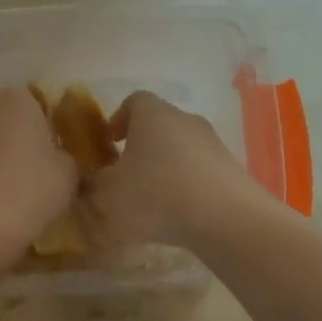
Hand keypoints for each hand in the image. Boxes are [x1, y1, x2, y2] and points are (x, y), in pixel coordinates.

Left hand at [0, 87, 75, 252]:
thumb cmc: (27, 193)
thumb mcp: (68, 176)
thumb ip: (66, 159)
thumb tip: (59, 160)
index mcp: (17, 98)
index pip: (39, 107)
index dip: (46, 134)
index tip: (52, 161)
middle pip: (3, 120)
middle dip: (14, 141)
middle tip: (27, 176)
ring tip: (0, 193)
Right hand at [89, 92, 261, 248]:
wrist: (226, 219)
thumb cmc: (157, 195)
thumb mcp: (108, 194)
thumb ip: (93, 184)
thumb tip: (92, 179)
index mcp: (152, 115)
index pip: (133, 101)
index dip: (118, 119)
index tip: (108, 143)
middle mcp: (185, 120)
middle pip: (158, 124)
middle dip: (140, 146)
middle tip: (125, 175)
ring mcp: (212, 143)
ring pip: (180, 148)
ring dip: (163, 167)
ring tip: (151, 199)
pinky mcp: (229, 168)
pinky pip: (199, 170)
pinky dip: (185, 184)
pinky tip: (177, 213)